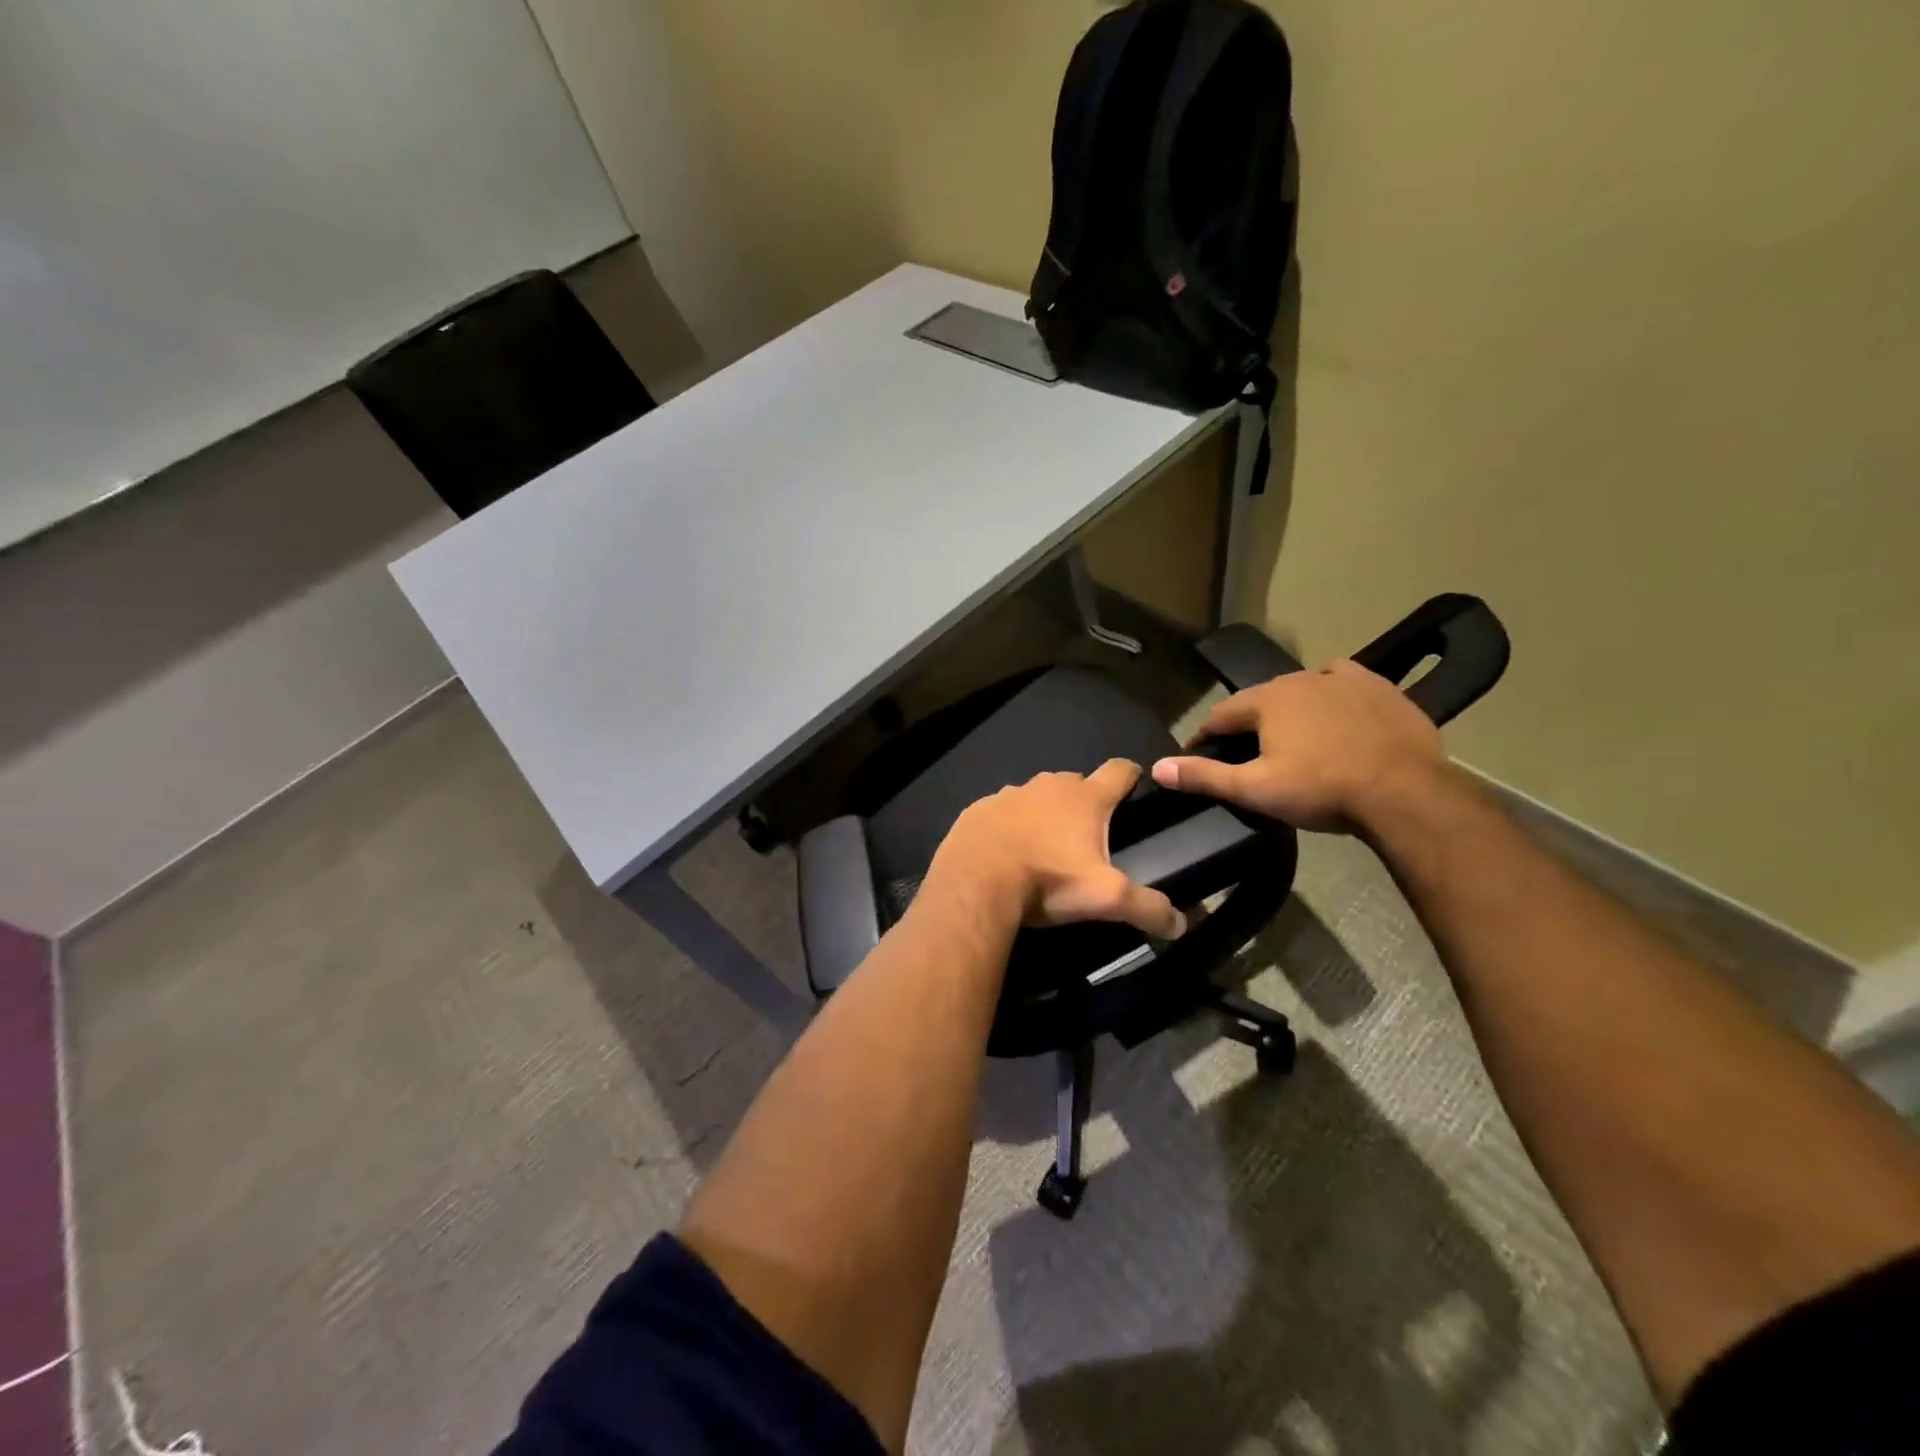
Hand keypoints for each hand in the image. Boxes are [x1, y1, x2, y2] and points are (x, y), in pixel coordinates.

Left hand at [930, 760, 1186, 938]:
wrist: (975, 883)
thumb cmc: (1048, 882)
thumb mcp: (1106, 899)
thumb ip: (1147, 907)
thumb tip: (1180, 923)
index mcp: (1085, 798)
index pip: (1119, 770)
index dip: (1131, 776)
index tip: (1136, 785)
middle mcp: (1048, 785)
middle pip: (1076, 782)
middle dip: (1086, 801)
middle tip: (1089, 835)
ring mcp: (1009, 794)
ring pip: (1036, 796)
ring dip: (1044, 813)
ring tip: (1045, 847)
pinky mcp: (978, 809)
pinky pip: (1001, 812)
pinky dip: (1008, 825)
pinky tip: (1005, 852)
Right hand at [1151, 660, 1447, 829]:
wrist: (1404, 792)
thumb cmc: (1321, 790)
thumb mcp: (1255, 789)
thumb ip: (1205, 776)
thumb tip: (1158, 767)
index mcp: (1267, 701)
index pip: (1221, 715)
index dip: (1205, 735)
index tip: (1196, 752)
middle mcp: (1300, 679)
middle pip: (1261, 699)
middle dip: (1248, 721)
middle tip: (1245, 749)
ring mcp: (1343, 679)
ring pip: (1302, 687)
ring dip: (1289, 706)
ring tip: (1290, 733)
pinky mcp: (1379, 687)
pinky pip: (1344, 681)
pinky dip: (1330, 693)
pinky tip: (1335, 708)